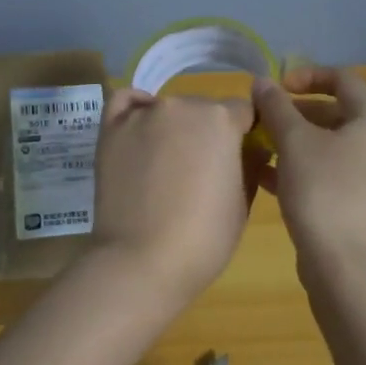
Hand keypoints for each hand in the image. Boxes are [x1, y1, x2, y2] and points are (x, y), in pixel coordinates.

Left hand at [88, 87, 257, 307]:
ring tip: (165, 164)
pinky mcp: (111, 129)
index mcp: (221, 119)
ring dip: (173, 127)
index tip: (240, 158)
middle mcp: (182, 105)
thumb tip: (254, 148)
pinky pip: (126, 103)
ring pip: (167, 109)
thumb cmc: (203, 237)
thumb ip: (251, 164)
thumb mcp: (242, 203)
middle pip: (203, 109)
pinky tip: (140, 132)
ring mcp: (143, 114)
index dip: (244, 135)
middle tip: (200, 170)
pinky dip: (136, 110)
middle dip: (207, 132)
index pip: (242, 112)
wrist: (141, 260)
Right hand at [252, 66, 365, 276]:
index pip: (345, 79)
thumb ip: (276, 107)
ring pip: (335, 146)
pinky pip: (335, 173)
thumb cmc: (324, 192)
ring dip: (298, 141)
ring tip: (263, 146)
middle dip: (298, 112)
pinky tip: (269, 178)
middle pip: (340, 113)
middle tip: (266, 119)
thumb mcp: (294, 142)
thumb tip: (262, 82)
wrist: (348, 268)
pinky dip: (306, 168)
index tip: (277, 87)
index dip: (308, 75)